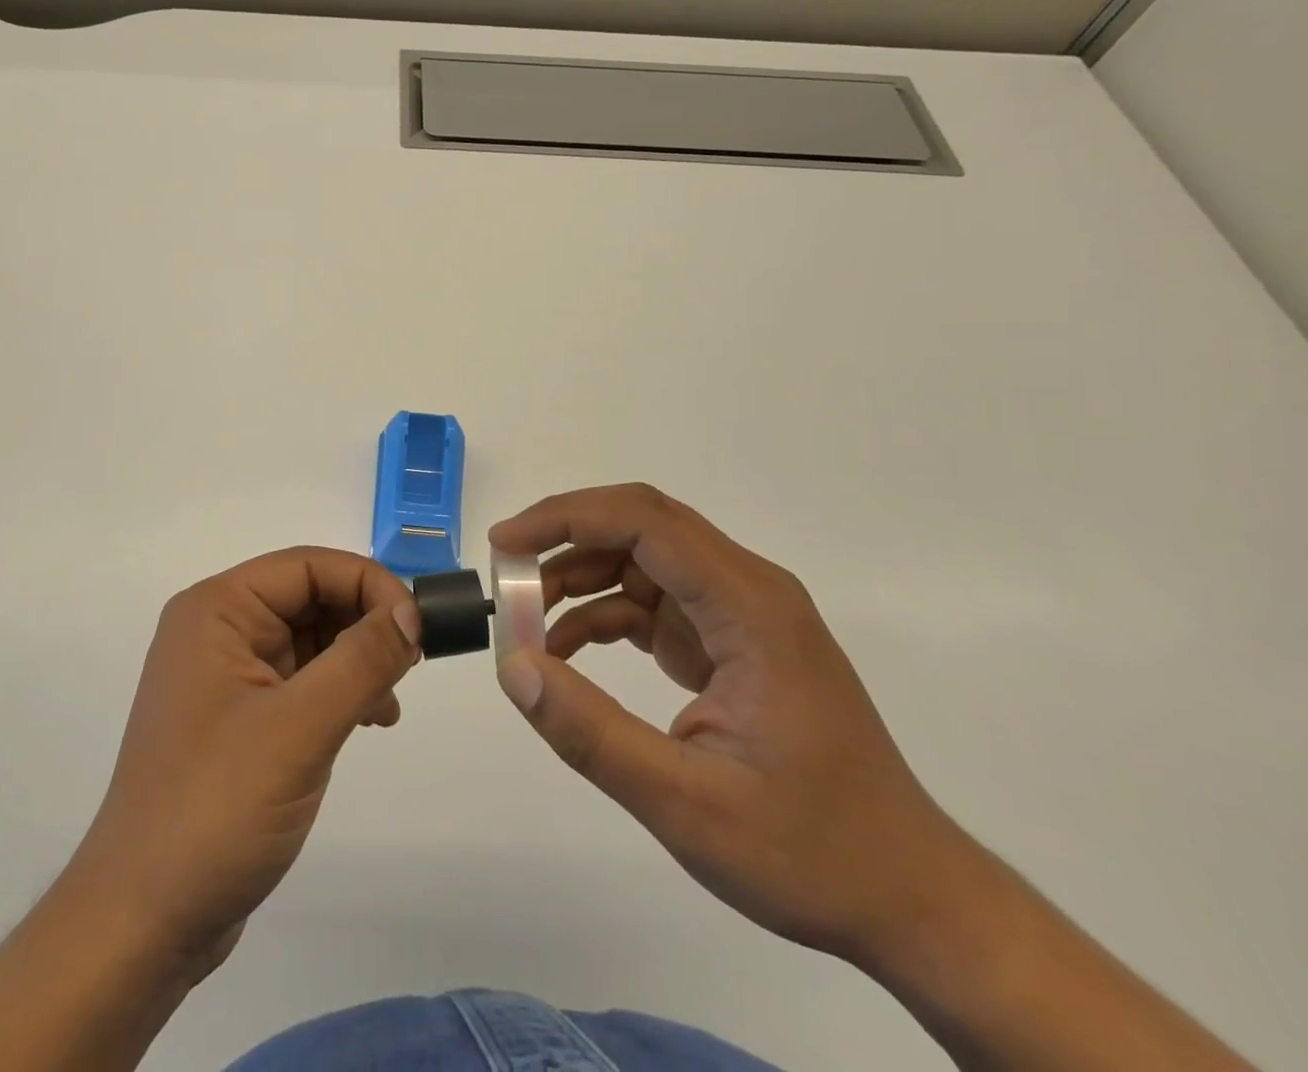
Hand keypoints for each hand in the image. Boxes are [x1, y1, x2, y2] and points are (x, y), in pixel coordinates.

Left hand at [65, 546, 421, 976]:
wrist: (144, 922)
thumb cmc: (215, 808)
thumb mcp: (298, 728)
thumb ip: (361, 661)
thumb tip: (412, 611)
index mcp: (217, 610)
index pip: (307, 566)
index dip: (367, 583)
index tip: (417, 624)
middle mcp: (219, 630)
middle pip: (310, 597)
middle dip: (364, 623)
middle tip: (411, 664)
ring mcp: (227, 675)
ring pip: (311, 639)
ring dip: (357, 660)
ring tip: (387, 703)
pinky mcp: (240, 717)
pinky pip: (302, 679)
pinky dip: (340, 691)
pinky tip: (369, 721)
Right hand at [489, 483, 969, 963]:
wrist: (911, 900)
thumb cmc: (811, 851)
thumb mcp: (686, 803)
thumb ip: (590, 733)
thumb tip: (513, 666)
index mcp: (749, 607)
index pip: (645, 521)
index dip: (566, 518)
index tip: (505, 546)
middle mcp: (747, 591)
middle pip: (643, 526)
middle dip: (565, 537)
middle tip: (506, 573)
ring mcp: (741, 615)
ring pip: (643, 559)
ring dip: (580, 577)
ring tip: (526, 620)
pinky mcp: (731, 641)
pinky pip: (654, 602)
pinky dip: (603, 613)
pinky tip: (568, 650)